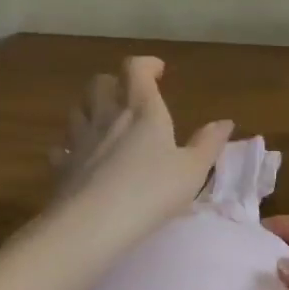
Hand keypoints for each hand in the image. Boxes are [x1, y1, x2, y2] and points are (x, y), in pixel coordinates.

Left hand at [50, 57, 231, 237]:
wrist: (93, 224)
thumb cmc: (151, 191)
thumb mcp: (193, 170)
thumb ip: (209, 144)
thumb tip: (225, 122)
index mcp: (142, 111)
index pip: (136, 69)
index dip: (146, 65)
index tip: (158, 71)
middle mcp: (107, 117)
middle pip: (100, 83)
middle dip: (114, 82)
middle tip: (129, 95)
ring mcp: (80, 140)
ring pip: (77, 109)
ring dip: (90, 108)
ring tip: (105, 122)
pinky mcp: (62, 166)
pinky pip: (63, 146)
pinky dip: (72, 146)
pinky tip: (81, 157)